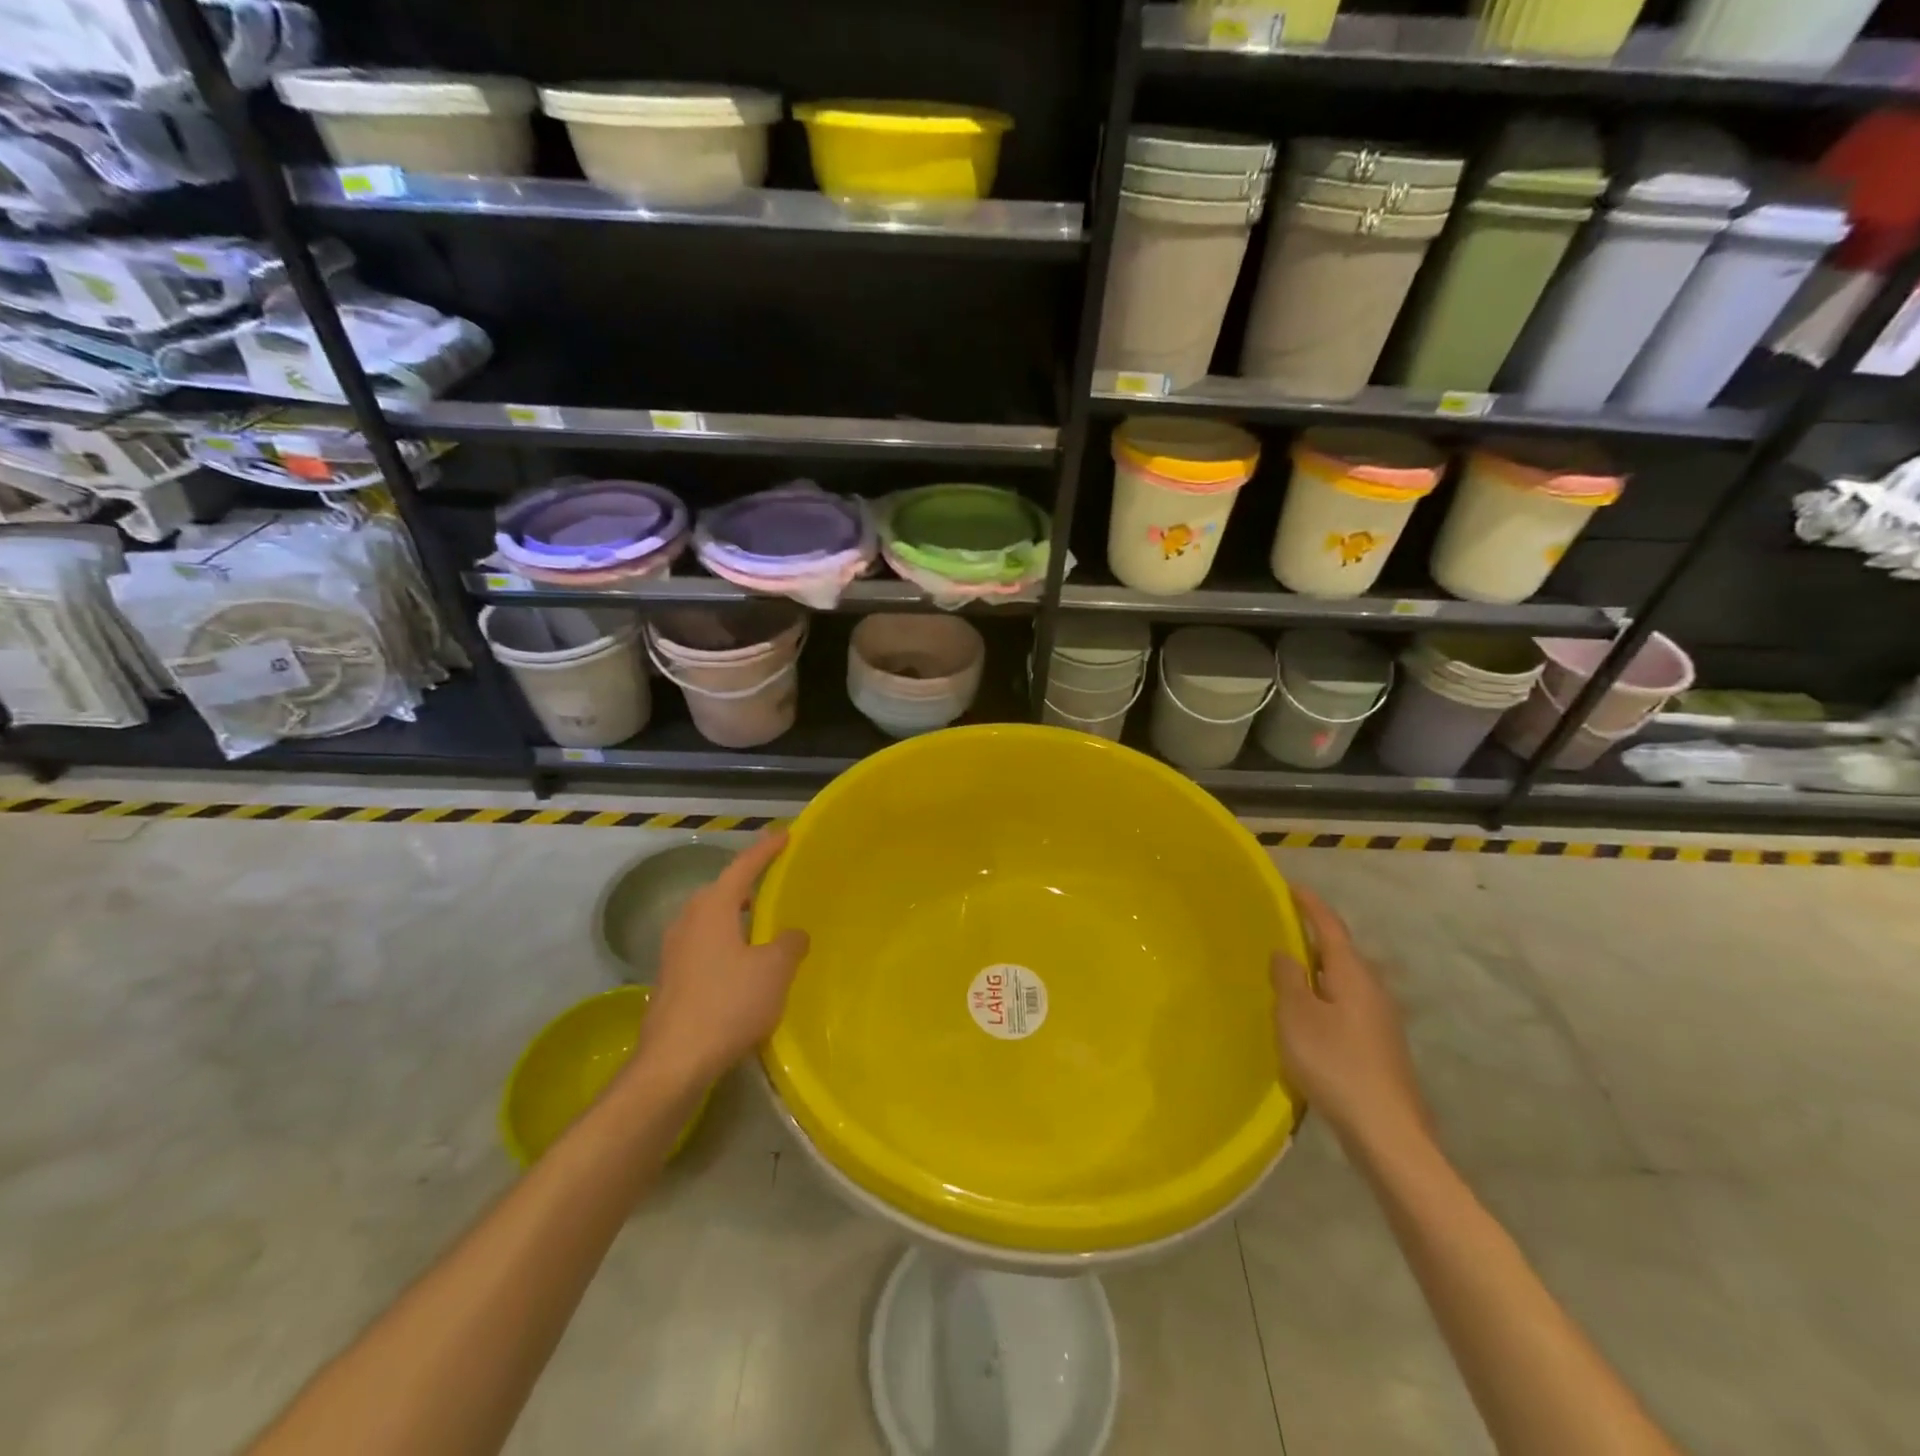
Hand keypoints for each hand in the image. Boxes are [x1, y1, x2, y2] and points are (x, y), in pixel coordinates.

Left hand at [634, 832, 809, 1093]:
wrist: (673, 1063)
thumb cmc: (728, 1005)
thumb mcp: (774, 971)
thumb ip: (789, 943)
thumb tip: (791, 934)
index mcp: (713, 908)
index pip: (743, 867)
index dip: (766, 850)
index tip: (785, 835)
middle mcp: (688, 921)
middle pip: (721, 890)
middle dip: (746, 884)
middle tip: (774, 883)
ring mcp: (673, 951)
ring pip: (709, 919)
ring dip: (734, 916)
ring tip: (761, 924)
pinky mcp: (670, 978)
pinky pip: (703, 944)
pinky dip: (725, 942)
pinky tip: (741, 964)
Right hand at [1272, 885, 1432, 1157]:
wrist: (1388, 1133)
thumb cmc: (1335, 1064)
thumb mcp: (1297, 1016)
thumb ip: (1288, 979)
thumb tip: (1287, 952)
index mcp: (1353, 975)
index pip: (1330, 927)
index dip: (1310, 905)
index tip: (1291, 887)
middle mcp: (1374, 990)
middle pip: (1342, 952)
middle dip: (1314, 937)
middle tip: (1283, 929)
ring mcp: (1382, 1020)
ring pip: (1346, 981)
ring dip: (1320, 970)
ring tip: (1290, 971)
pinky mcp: (1381, 1046)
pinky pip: (1348, 1005)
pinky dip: (1326, 997)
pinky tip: (1310, 1016)